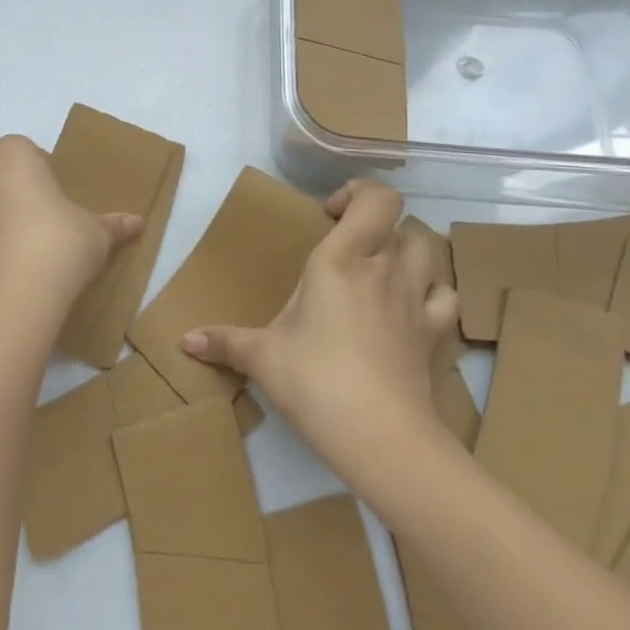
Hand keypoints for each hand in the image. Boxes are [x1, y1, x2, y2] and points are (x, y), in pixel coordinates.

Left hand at [0, 135, 141, 355]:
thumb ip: (113, 225)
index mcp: (13, 154)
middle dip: (3, 183)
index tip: (55, 197)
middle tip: (31, 215)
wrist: (10, 298)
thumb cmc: (58, 247)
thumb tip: (138, 224)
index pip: (25, 149)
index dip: (40, 170)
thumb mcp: (96, 234)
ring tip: (4, 236)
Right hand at [179, 180, 455, 472]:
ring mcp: (416, 302)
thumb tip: (184, 340)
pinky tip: (410, 311)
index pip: (375, 199)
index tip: (329, 215)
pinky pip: (444, 299)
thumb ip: (224, 341)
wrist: (381, 437)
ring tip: (379, 273)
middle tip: (348, 250)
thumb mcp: (261, 357)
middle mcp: (385, 270)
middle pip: (403, 223)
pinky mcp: (434, 336)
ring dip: (407, 253)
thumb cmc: (315, 381)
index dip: (358, 193)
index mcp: (342, 260)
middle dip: (377, 227)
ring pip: (428, 252)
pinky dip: (430, 295)